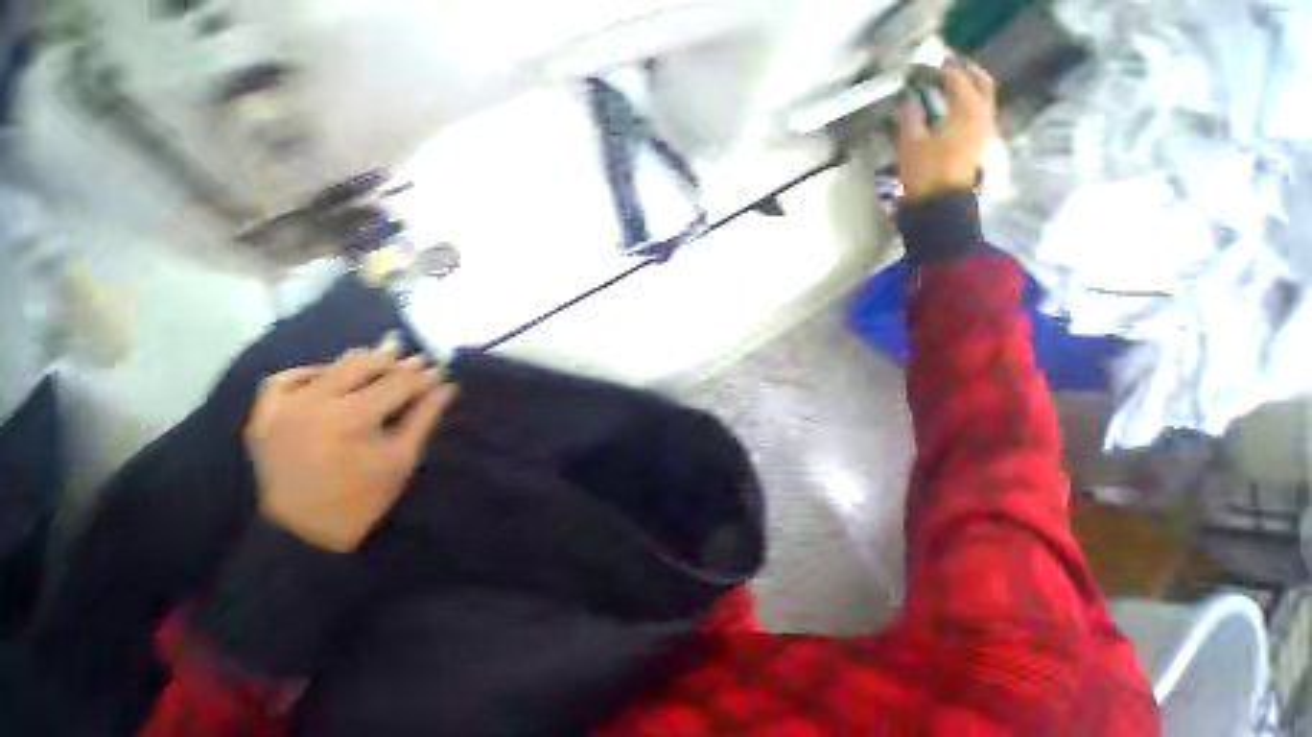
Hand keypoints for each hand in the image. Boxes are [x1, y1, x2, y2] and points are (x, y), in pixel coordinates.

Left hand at [244, 338, 458, 552]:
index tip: (440, 368)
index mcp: (353, 418)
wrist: (305, 534)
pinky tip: (327, 375)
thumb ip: (425, 415)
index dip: (422, 375)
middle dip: (393, 360)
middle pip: (362, 366)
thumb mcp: (404, 457)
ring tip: (380, 360)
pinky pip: (283, 381)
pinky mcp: (263, 418)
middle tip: (417, 357)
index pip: (397, 383)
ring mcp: (283, 409)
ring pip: (327, 368)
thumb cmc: (364, 498)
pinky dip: (308, 372)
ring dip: (358, 362)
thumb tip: (447, 385)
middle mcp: (314, 404)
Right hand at [897, 58, 996, 202]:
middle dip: (962, 69)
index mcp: (967, 108)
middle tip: (942, 66)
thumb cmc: (926, 173)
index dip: (935, 70)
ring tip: (947, 86)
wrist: (942, 204)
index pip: (955, 77)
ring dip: (968, 85)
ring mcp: (986, 128)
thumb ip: (910, 116)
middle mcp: (983, 112)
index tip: (917, 70)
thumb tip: (909, 98)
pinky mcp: (981, 142)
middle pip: (979, 80)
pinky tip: (953, 108)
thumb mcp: (910, 143)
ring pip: (983, 95)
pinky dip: (969, 101)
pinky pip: (980, 110)